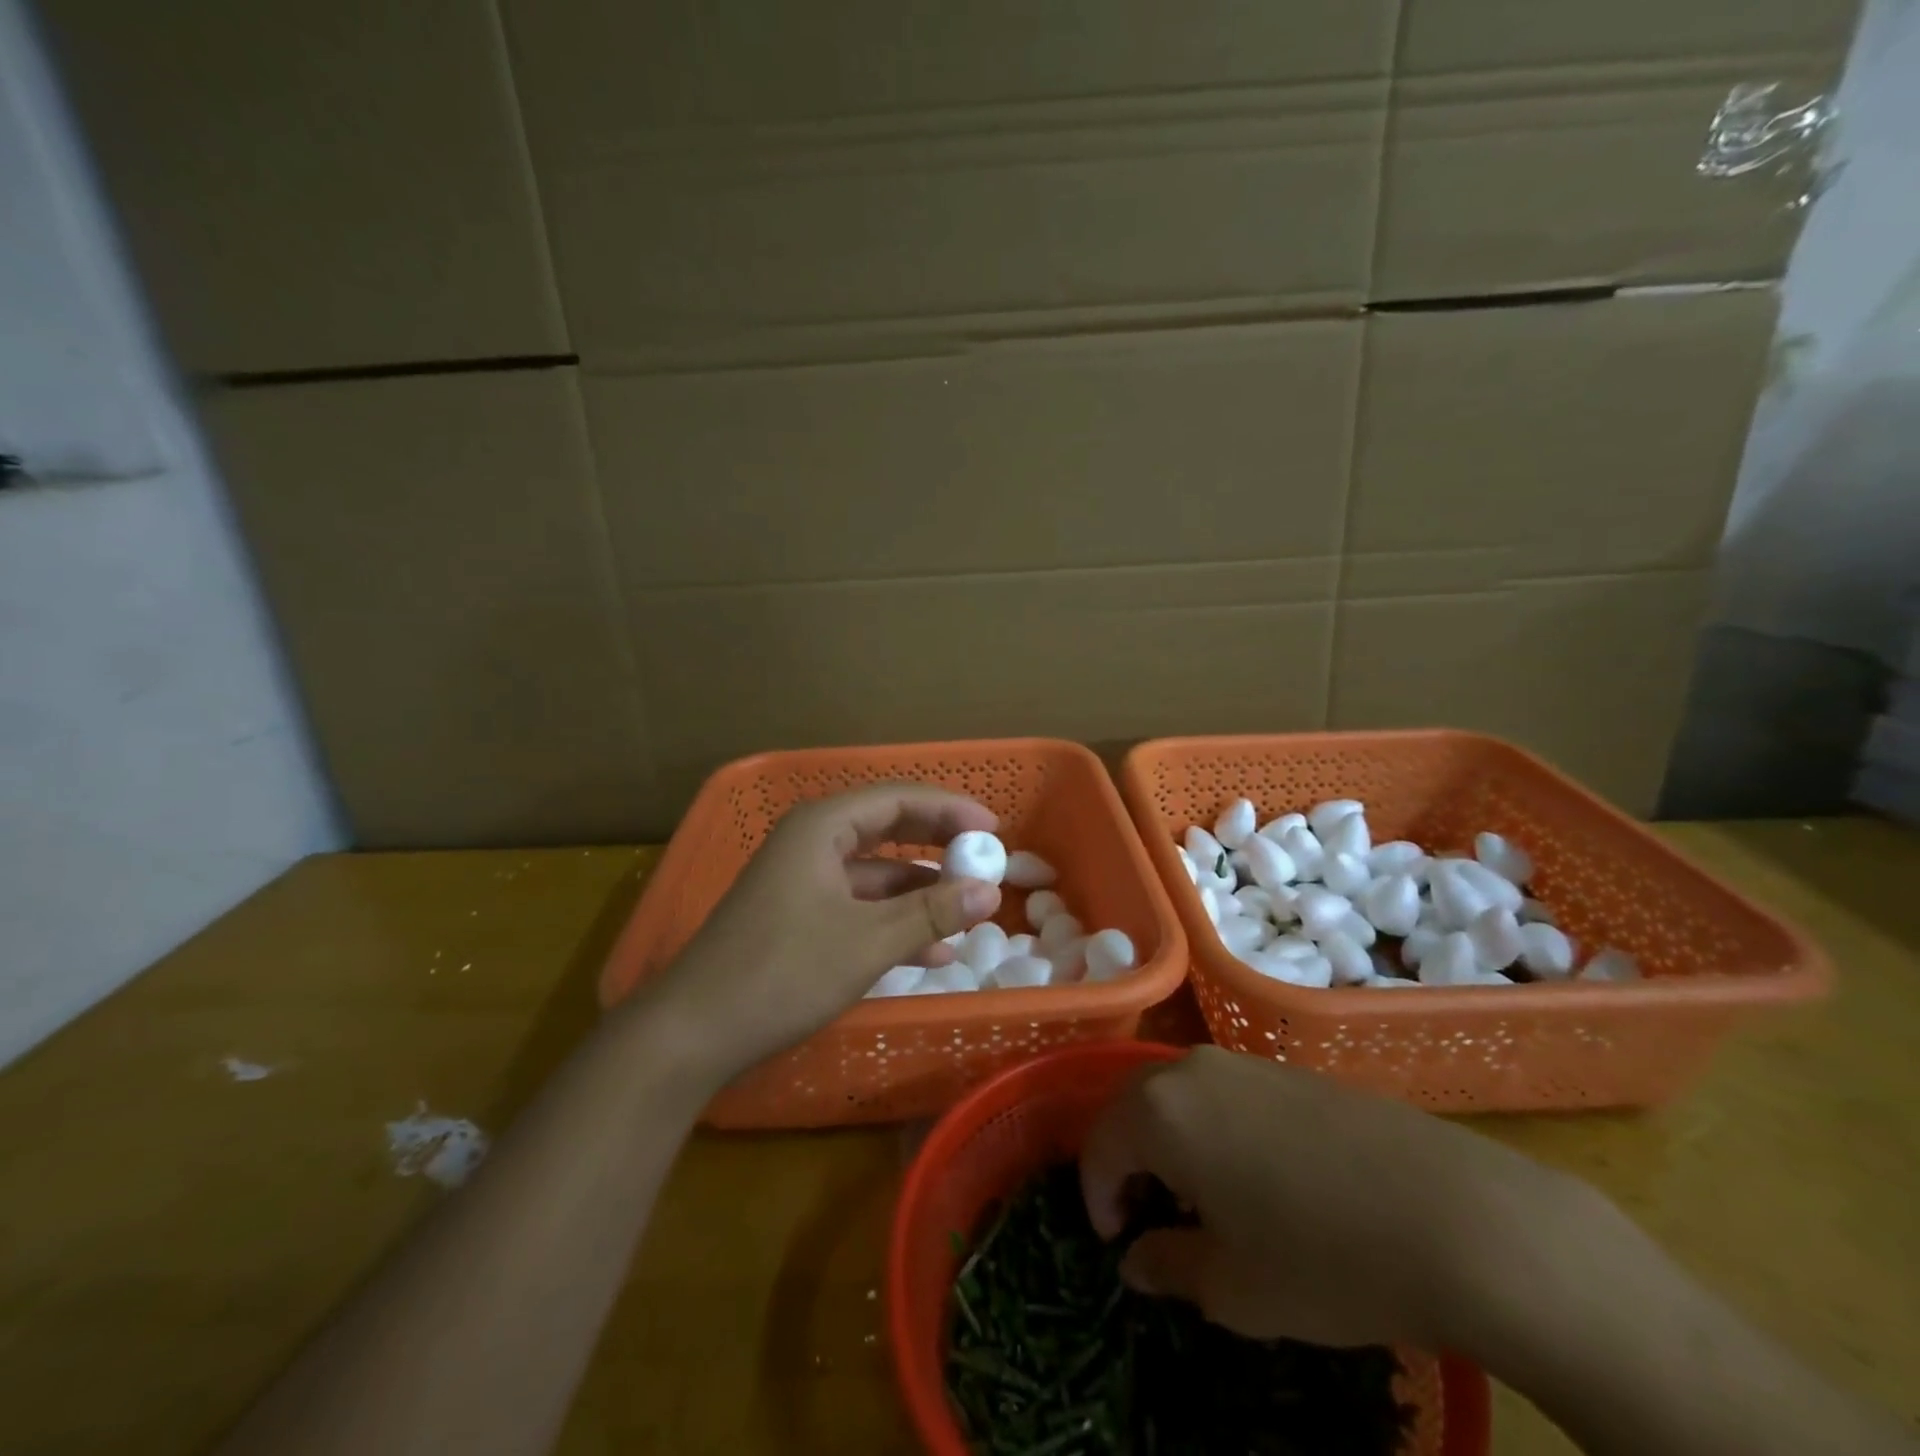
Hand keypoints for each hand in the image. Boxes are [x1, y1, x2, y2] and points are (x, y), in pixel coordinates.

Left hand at [640, 784, 1002, 1080]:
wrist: (694, 1032)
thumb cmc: (783, 971)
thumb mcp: (867, 942)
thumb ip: (931, 913)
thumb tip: (989, 891)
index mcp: (822, 826)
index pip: (898, 799)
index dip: (949, 809)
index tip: (993, 829)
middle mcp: (811, 841)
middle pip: (887, 828)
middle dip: (938, 844)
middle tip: (985, 858)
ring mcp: (802, 879)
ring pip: (875, 872)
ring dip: (920, 890)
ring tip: (967, 911)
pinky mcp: (798, 914)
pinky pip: (857, 903)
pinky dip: (893, 919)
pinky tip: (930, 950)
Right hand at [1079, 1046, 1572, 1349]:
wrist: (1458, 1216)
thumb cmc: (1324, 1259)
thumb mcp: (1233, 1288)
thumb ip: (1167, 1266)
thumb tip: (1136, 1261)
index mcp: (1160, 1111)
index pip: (1100, 1145)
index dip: (1098, 1197)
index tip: (1116, 1244)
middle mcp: (1191, 1069)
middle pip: (1134, 1107)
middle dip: (1129, 1161)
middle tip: (1147, 1217)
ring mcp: (1245, 1063)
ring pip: (1181, 1096)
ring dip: (1172, 1142)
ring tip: (1200, 1199)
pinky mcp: (1290, 1070)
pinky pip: (1226, 1094)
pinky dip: (1215, 1129)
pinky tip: (1257, 1176)